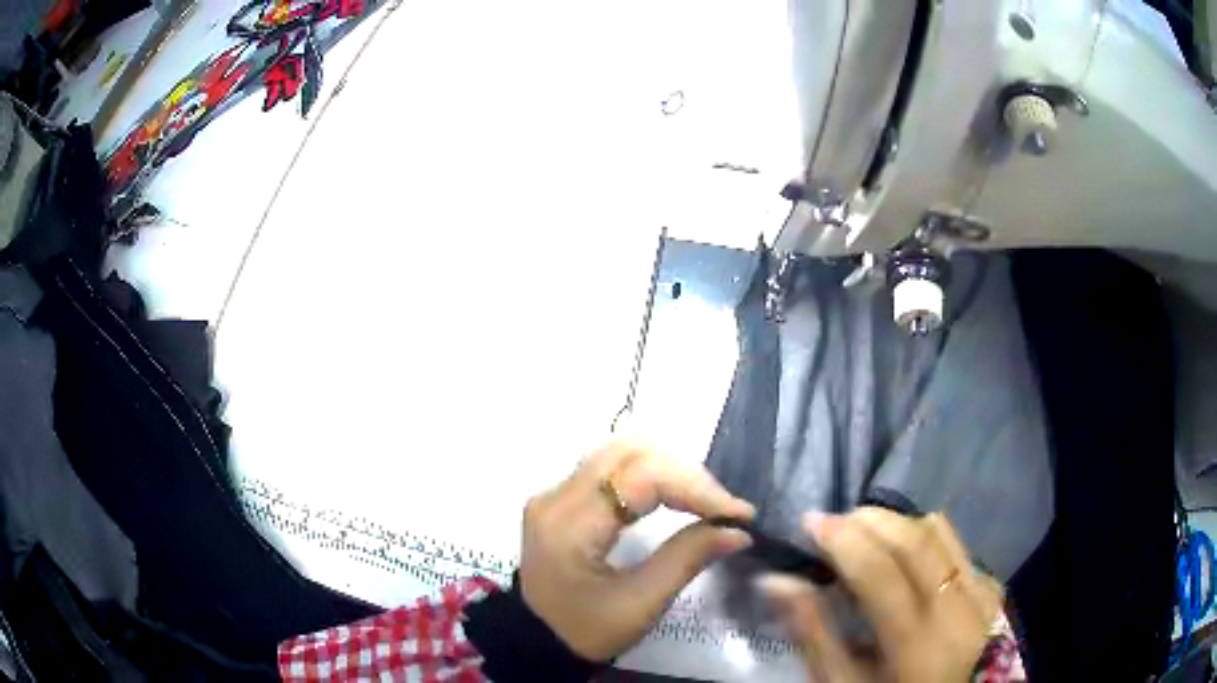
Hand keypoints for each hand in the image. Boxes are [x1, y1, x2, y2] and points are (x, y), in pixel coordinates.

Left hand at [518, 441, 754, 661]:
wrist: (536, 642)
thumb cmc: (586, 632)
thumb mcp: (640, 604)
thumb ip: (688, 559)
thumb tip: (737, 531)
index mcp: (569, 525)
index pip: (640, 477)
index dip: (695, 487)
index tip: (737, 513)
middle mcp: (556, 496)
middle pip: (629, 452)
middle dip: (685, 474)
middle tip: (720, 508)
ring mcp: (554, 494)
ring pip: (621, 453)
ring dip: (669, 471)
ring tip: (703, 502)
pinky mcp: (560, 499)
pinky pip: (610, 469)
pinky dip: (650, 476)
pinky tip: (674, 498)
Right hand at [762, 509, 1002, 681]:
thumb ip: (813, 634)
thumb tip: (777, 582)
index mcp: (916, 642)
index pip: (880, 572)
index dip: (843, 539)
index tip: (810, 523)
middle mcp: (956, 607)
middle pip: (915, 539)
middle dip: (869, 520)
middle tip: (835, 524)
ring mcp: (980, 592)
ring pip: (939, 531)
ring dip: (897, 523)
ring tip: (867, 534)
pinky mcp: (991, 587)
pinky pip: (958, 544)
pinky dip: (925, 536)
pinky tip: (906, 555)